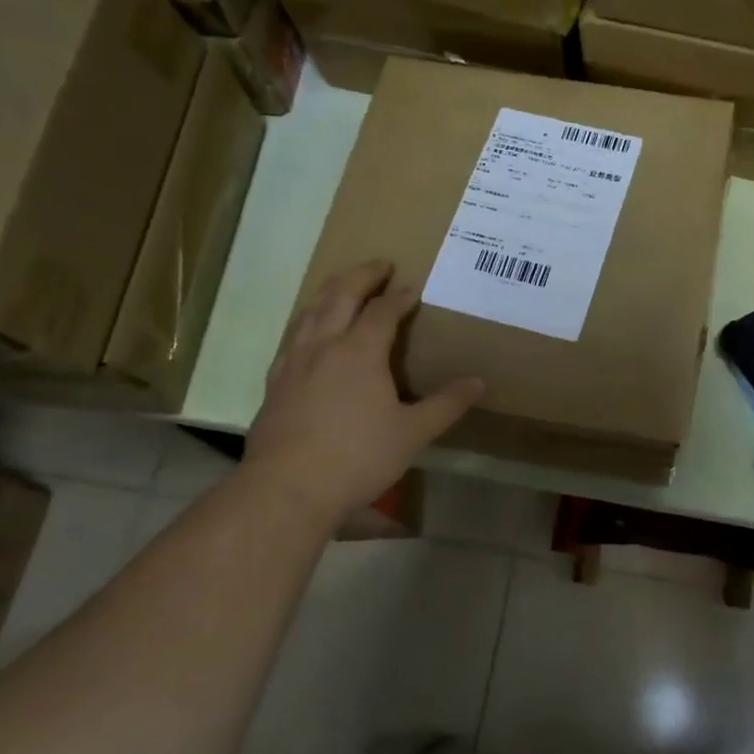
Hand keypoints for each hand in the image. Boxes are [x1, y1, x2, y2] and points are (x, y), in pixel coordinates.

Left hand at [244, 260, 483, 527]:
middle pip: (340, 294)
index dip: (400, 296)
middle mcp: (324, 344)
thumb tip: (478, 382)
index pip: (383, 310)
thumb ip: (446, 404)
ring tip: (344, 288)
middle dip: (362, 275)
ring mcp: (293, 361)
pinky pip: (293, 335)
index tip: (413, 289)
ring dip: (331, 291)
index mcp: (360, 350)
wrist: (287, 488)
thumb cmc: (358, 457)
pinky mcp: (275, 381)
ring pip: (311, 310)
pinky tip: (311, 334)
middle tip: (380, 265)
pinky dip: (309, 320)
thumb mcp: (413, 433)